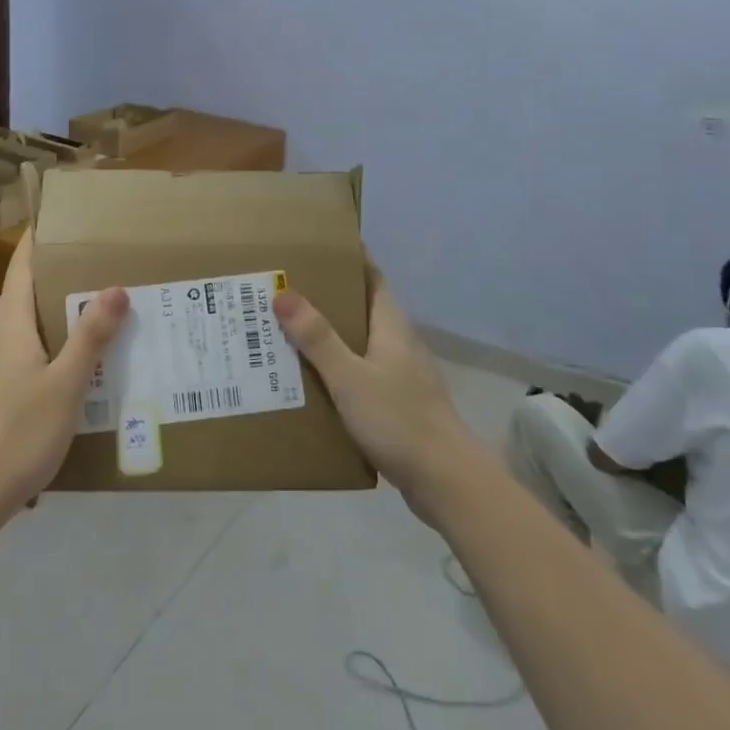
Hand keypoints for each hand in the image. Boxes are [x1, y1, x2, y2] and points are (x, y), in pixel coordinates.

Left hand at [0, 231, 126, 524]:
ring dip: (47, 320)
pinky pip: (9, 357)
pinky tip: (59, 375)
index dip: (38, 240)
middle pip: (20, 295)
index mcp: (7, 324)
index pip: (21, 265)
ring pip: (16, 329)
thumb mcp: (66, 386)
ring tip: (87, 324)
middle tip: (97, 275)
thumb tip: (115, 287)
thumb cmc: (17, 435)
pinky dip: (35, 351)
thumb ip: (90, 336)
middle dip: (55, 282)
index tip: (61, 220)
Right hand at [274, 266, 479, 519]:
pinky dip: (335, 370)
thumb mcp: (350, 377)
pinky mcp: (397, 404)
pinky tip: (309, 381)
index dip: (348, 258)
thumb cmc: (400, 420)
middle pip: (360, 308)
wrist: (446, 482)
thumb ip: (317, 337)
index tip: (314, 247)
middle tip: (283, 289)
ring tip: (284, 332)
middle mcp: (398, 343)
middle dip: (325, 298)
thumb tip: (283, 292)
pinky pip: (359, 375)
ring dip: (327, 336)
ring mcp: (400, 375)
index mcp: (392, 326)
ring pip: (358, 344)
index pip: (371, 276)